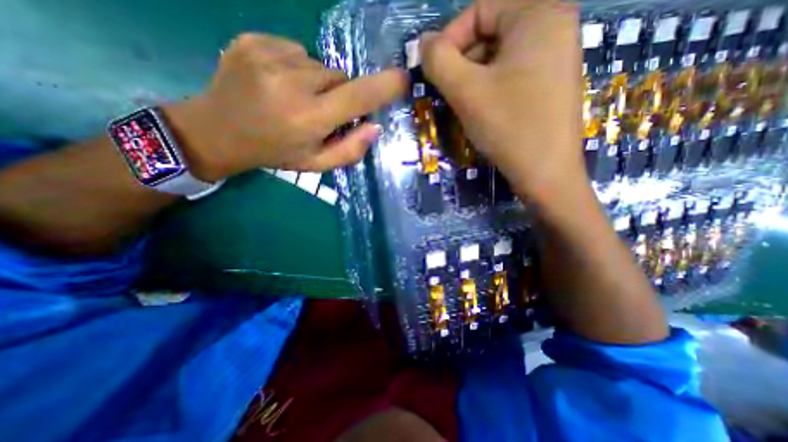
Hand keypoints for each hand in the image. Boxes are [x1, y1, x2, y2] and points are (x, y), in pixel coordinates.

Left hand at [161, 30, 404, 180]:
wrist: (217, 131)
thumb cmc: (275, 153)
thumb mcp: (315, 164)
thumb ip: (349, 150)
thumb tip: (374, 127)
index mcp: (309, 118)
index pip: (357, 96)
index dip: (384, 87)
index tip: (403, 80)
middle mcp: (292, 83)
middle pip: (341, 78)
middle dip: (340, 95)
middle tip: (320, 112)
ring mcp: (269, 55)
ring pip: (319, 65)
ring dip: (318, 83)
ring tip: (295, 99)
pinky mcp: (253, 39)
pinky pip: (296, 51)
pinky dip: (297, 67)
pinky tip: (279, 83)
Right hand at [424, 0, 583, 200]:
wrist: (545, 171)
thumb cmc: (508, 125)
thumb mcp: (465, 90)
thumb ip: (438, 60)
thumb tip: (424, 43)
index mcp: (539, 12)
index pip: (480, 9)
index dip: (450, 38)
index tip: (435, 71)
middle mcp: (555, 25)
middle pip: (491, 31)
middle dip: (463, 62)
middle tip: (449, 92)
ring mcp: (557, 56)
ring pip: (499, 57)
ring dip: (474, 78)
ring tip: (464, 104)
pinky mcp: (552, 83)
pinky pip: (512, 74)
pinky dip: (491, 87)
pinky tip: (483, 110)